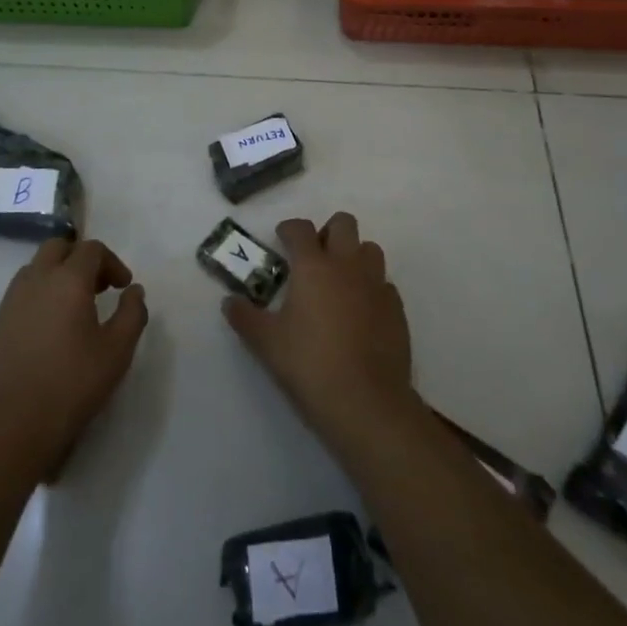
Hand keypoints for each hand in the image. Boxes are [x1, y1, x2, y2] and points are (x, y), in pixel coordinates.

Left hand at [0, 238, 148, 474]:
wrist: (14, 423)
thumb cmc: (73, 383)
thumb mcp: (118, 350)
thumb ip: (132, 313)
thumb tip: (134, 291)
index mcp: (68, 279)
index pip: (92, 250)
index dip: (112, 262)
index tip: (122, 287)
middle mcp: (36, 279)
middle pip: (59, 247)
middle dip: (81, 259)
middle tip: (97, 287)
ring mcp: (11, 299)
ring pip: (36, 268)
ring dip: (57, 274)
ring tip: (73, 307)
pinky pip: (21, 292)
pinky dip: (39, 295)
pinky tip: (48, 329)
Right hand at [222, 212, 418, 453]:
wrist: (366, 402)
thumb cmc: (309, 365)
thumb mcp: (266, 343)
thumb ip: (245, 317)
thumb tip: (229, 302)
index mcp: (313, 266)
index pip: (300, 228)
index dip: (289, 229)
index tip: (281, 239)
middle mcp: (347, 265)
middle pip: (343, 223)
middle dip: (327, 232)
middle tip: (314, 257)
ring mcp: (376, 285)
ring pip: (370, 249)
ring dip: (354, 256)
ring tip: (339, 282)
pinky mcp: (396, 309)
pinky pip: (384, 284)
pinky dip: (371, 288)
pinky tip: (361, 312)